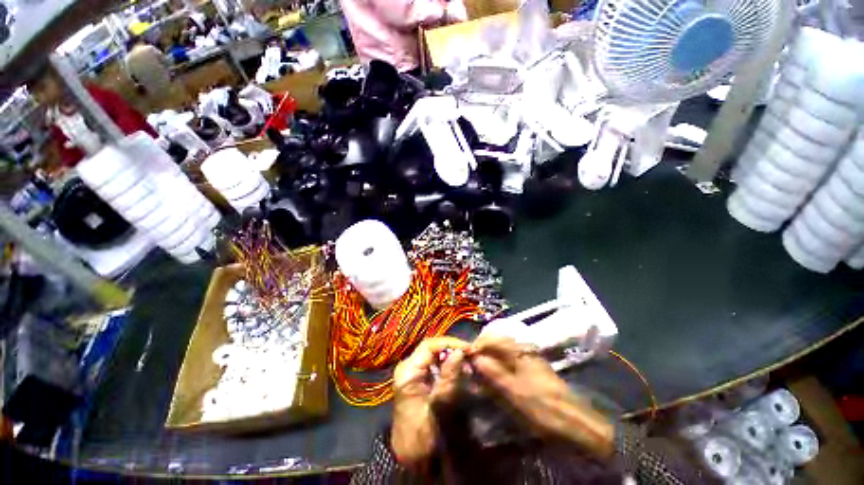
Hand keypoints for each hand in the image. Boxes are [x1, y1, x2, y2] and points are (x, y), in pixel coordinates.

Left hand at [391, 336, 468, 467]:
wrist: (410, 460)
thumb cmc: (423, 436)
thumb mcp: (438, 406)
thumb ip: (448, 378)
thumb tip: (460, 352)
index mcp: (408, 371)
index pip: (429, 345)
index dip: (449, 343)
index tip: (468, 348)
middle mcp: (408, 367)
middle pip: (431, 349)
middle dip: (452, 350)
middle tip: (471, 357)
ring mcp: (412, 374)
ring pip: (434, 356)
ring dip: (451, 358)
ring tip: (468, 365)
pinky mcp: (418, 381)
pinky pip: (434, 366)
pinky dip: (448, 367)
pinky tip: (460, 372)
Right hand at [469, 335, 614, 456]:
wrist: (575, 423)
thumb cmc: (543, 407)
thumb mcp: (514, 392)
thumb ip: (493, 373)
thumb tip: (475, 358)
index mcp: (519, 352)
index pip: (492, 339)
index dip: (477, 345)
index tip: (466, 356)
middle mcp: (523, 352)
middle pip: (496, 345)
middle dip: (481, 353)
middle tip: (470, 366)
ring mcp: (528, 361)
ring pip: (502, 354)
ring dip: (488, 361)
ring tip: (479, 374)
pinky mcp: (531, 373)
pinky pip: (509, 365)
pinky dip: (498, 370)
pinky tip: (493, 381)